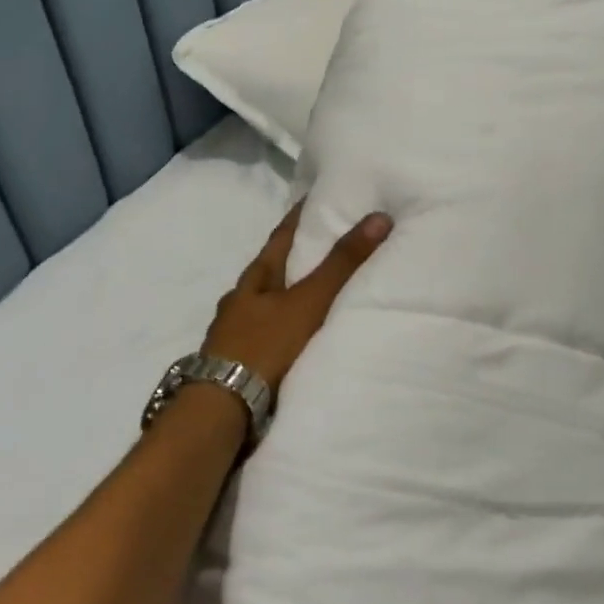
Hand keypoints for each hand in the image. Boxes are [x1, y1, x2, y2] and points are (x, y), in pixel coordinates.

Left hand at [202, 202, 391, 390]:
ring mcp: (233, 332)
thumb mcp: (308, 302)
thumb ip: (341, 265)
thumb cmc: (265, 345)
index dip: (297, 217)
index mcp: (253, 279)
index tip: (315, 198)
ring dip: (285, 296)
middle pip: (269, 271)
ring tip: (313, 293)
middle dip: (291, 258)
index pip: (279, 237)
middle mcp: (239, 301)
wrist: (224, 405)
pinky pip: (265, 335)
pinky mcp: (238, 361)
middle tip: (321, 245)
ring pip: (264, 304)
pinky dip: (282, 328)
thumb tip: (379, 217)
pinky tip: (294, 338)